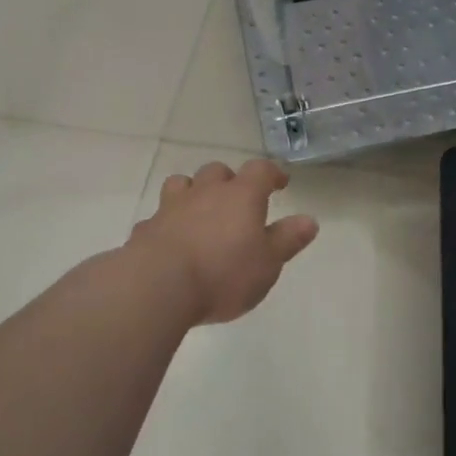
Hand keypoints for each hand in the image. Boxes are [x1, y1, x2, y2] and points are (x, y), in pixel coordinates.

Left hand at [129, 160, 319, 324]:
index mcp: (240, 196)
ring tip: (200, 211)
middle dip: (229, 181)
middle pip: (217, 172)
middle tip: (237, 200)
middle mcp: (205, 193)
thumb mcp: (267, 263)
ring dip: (194, 192)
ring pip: (183, 184)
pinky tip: (172, 241)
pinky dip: (169, 223)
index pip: (259, 170)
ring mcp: (171, 207)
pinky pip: (160, 216)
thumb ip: (287, 240)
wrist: (158, 286)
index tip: (279, 182)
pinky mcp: (147, 228)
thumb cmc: (223, 274)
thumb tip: (309, 220)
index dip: (271, 173)